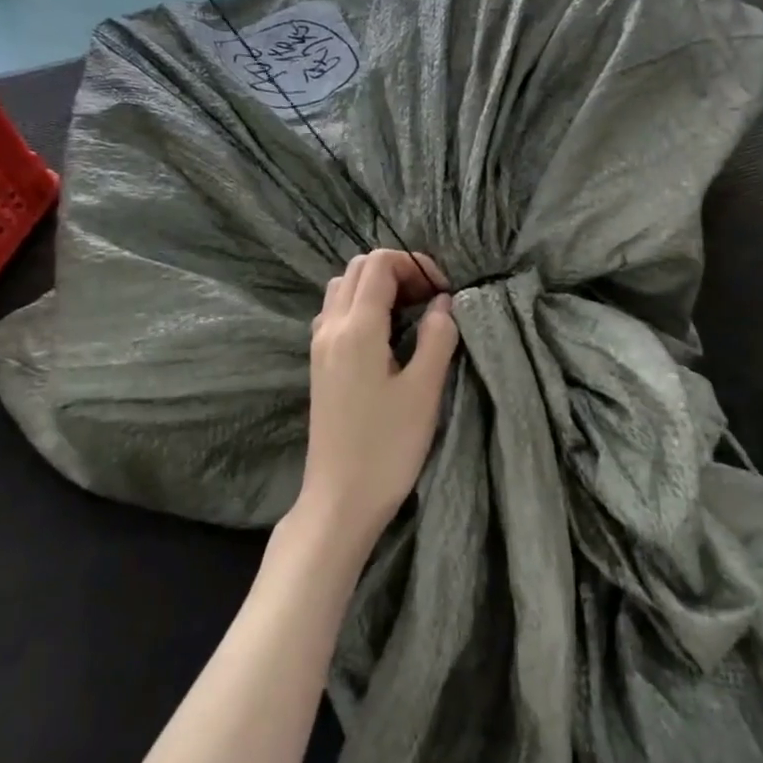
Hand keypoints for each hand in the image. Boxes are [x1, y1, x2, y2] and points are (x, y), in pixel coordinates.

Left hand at [298, 250, 458, 548]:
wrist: (340, 498)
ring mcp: (319, 346)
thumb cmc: (387, 447)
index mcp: (356, 328)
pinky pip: (336, 313)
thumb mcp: (424, 390)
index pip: (379, 265)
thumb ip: (437, 337)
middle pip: (358, 269)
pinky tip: (386, 334)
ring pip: (343, 289)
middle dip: (398, 271)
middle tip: (431, 298)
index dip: (415, 265)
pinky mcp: (319, 364)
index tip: (444, 291)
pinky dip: (361, 306)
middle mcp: (330, 327)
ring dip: (377, 287)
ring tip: (411, 313)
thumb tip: (443, 302)